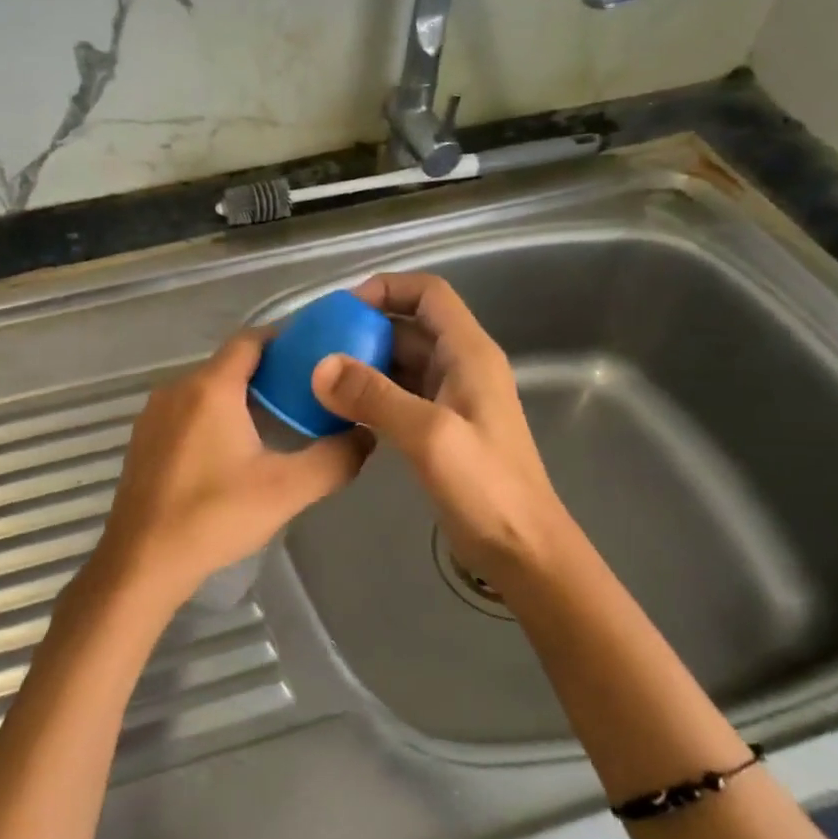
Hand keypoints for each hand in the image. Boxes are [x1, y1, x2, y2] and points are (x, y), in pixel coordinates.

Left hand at [90, 330, 372, 614]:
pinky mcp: (143, 440)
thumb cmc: (214, 516)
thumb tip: (365, 435)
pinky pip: (185, 412)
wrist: (142, 561)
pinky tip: (231, 452)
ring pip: (205, 390)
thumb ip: (335, 459)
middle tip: (306, 397)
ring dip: (239, 397)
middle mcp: (176, 388)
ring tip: (275, 423)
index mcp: (210, 387)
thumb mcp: (287, 489)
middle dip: (268, 373)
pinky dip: (212, 417)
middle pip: (229, 364)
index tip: (317, 359)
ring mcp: (153, 414)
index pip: (251, 340)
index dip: (286, 342)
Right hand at [311, 272, 566, 587]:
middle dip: (363, 329)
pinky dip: (369, 396)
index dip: (386, 289)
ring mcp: (450, 400)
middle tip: (315, 346)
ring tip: (317, 377)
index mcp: (469, 354)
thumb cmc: (486, 488)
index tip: (339, 309)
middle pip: (408, 327)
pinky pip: (398, 397)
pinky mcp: (439, 430)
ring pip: (400, 364)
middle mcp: (461, 367)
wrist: (522, 550)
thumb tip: (319, 366)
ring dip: (362, 364)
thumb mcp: (429, 436)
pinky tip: (338, 411)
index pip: (428, 294)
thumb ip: (374, 397)